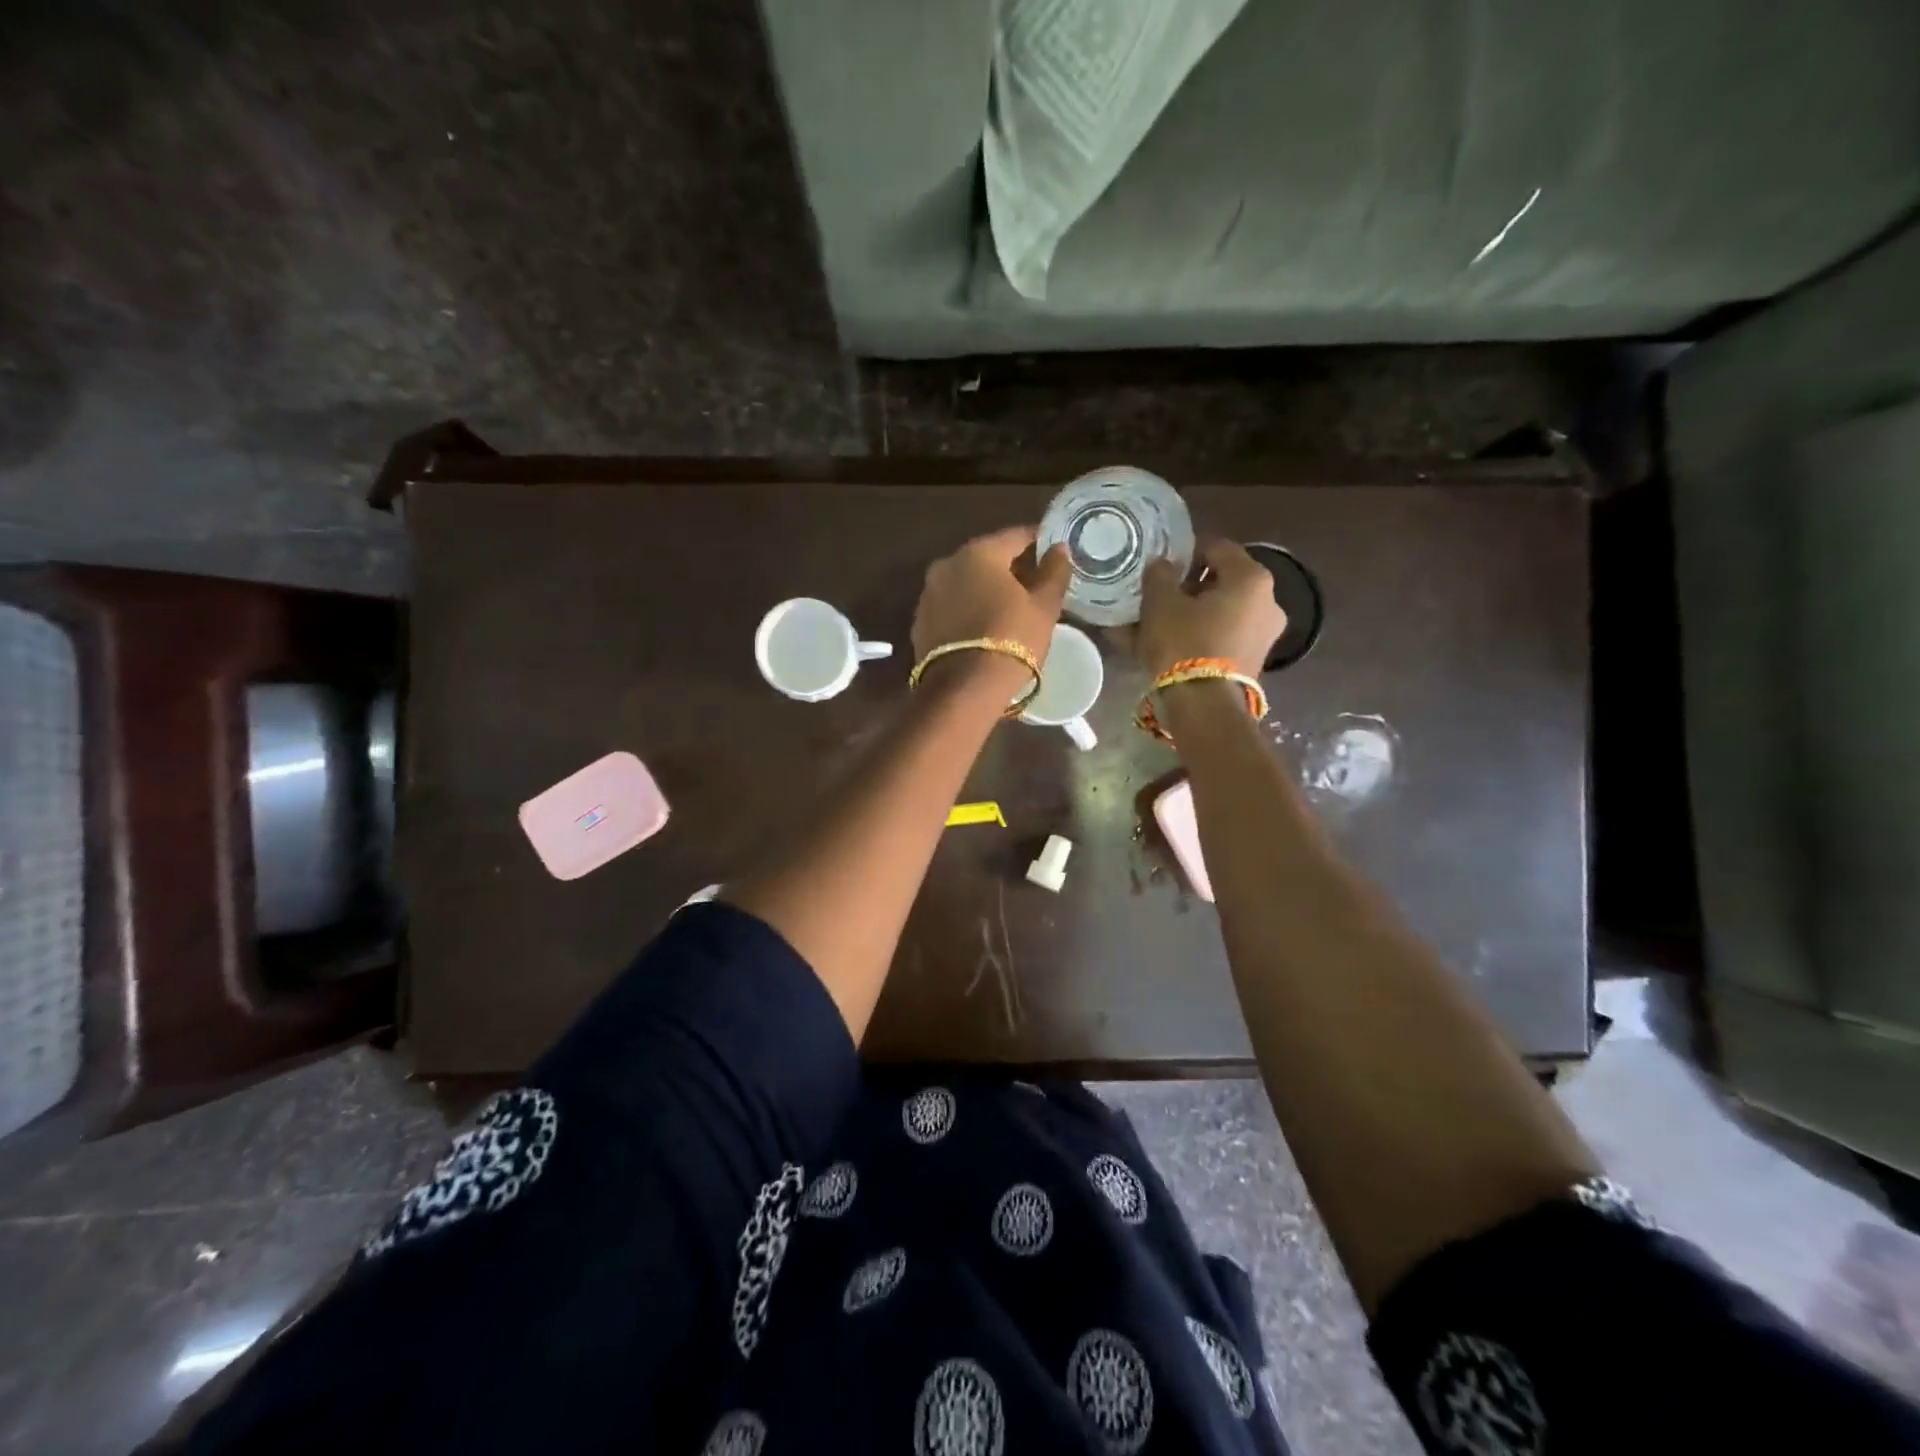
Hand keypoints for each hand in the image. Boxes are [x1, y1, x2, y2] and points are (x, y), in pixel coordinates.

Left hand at [911, 526, 1071, 666]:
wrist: (964, 689)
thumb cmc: (1011, 640)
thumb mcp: (1044, 607)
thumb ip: (1054, 572)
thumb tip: (1059, 549)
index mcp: (979, 552)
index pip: (1015, 536)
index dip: (1038, 542)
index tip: (1053, 554)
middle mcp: (947, 564)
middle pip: (986, 557)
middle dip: (1010, 567)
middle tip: (1035, 585)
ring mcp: (928, 593)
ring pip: (965, 582)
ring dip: (986, 589)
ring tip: (1010, 608)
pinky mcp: (920, 621)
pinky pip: (951, 606)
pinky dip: (967, 609)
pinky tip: (983, 626)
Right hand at [1127, 538, 1286, 678]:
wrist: (1205, 706)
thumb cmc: (1184, 643)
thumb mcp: (1161, 602)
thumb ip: (1160, 575)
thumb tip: (1164, 565)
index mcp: (1251, 578)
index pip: (1216, 547)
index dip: (1185, 552)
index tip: (1161, 566)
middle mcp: (1268, 601)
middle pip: (1220, 583)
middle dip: (1187, 588)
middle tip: (1157, 597)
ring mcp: (1264, 634)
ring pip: (1218, 613)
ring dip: (1189, 614)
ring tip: (1155, 625)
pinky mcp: (1253, 661)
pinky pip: (1220, 637)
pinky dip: (1197, 636)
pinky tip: (1167, 646)